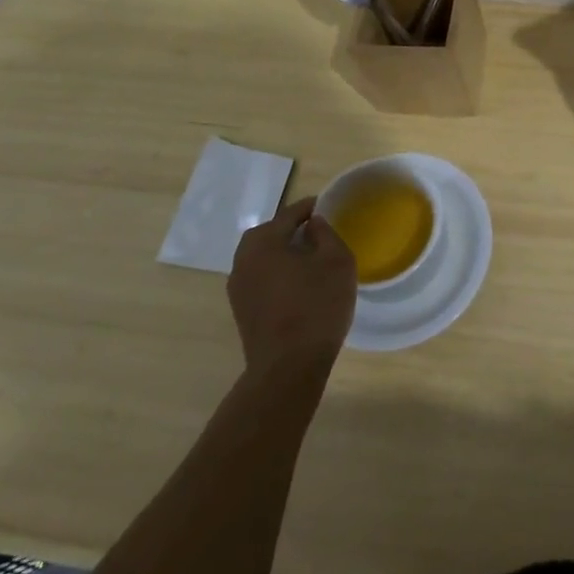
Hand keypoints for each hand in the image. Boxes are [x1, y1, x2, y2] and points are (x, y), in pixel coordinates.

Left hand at [227, 197, 356, 381]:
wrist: (288, 367)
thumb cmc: (317, 305)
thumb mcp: (336, 261)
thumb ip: (326, 233)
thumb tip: (313, 224)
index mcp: (263, 241)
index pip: (290, 213)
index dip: (311, 208)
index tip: (328, 206)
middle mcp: (243, 259)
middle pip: (270, 234)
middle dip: (292, 230)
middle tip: (319, 233)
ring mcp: (238, 287)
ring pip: (263, 258)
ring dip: (283, 253)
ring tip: (310, 259)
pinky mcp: (242, 310)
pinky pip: (261, 279)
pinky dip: (277, 274)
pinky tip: (298, 285)